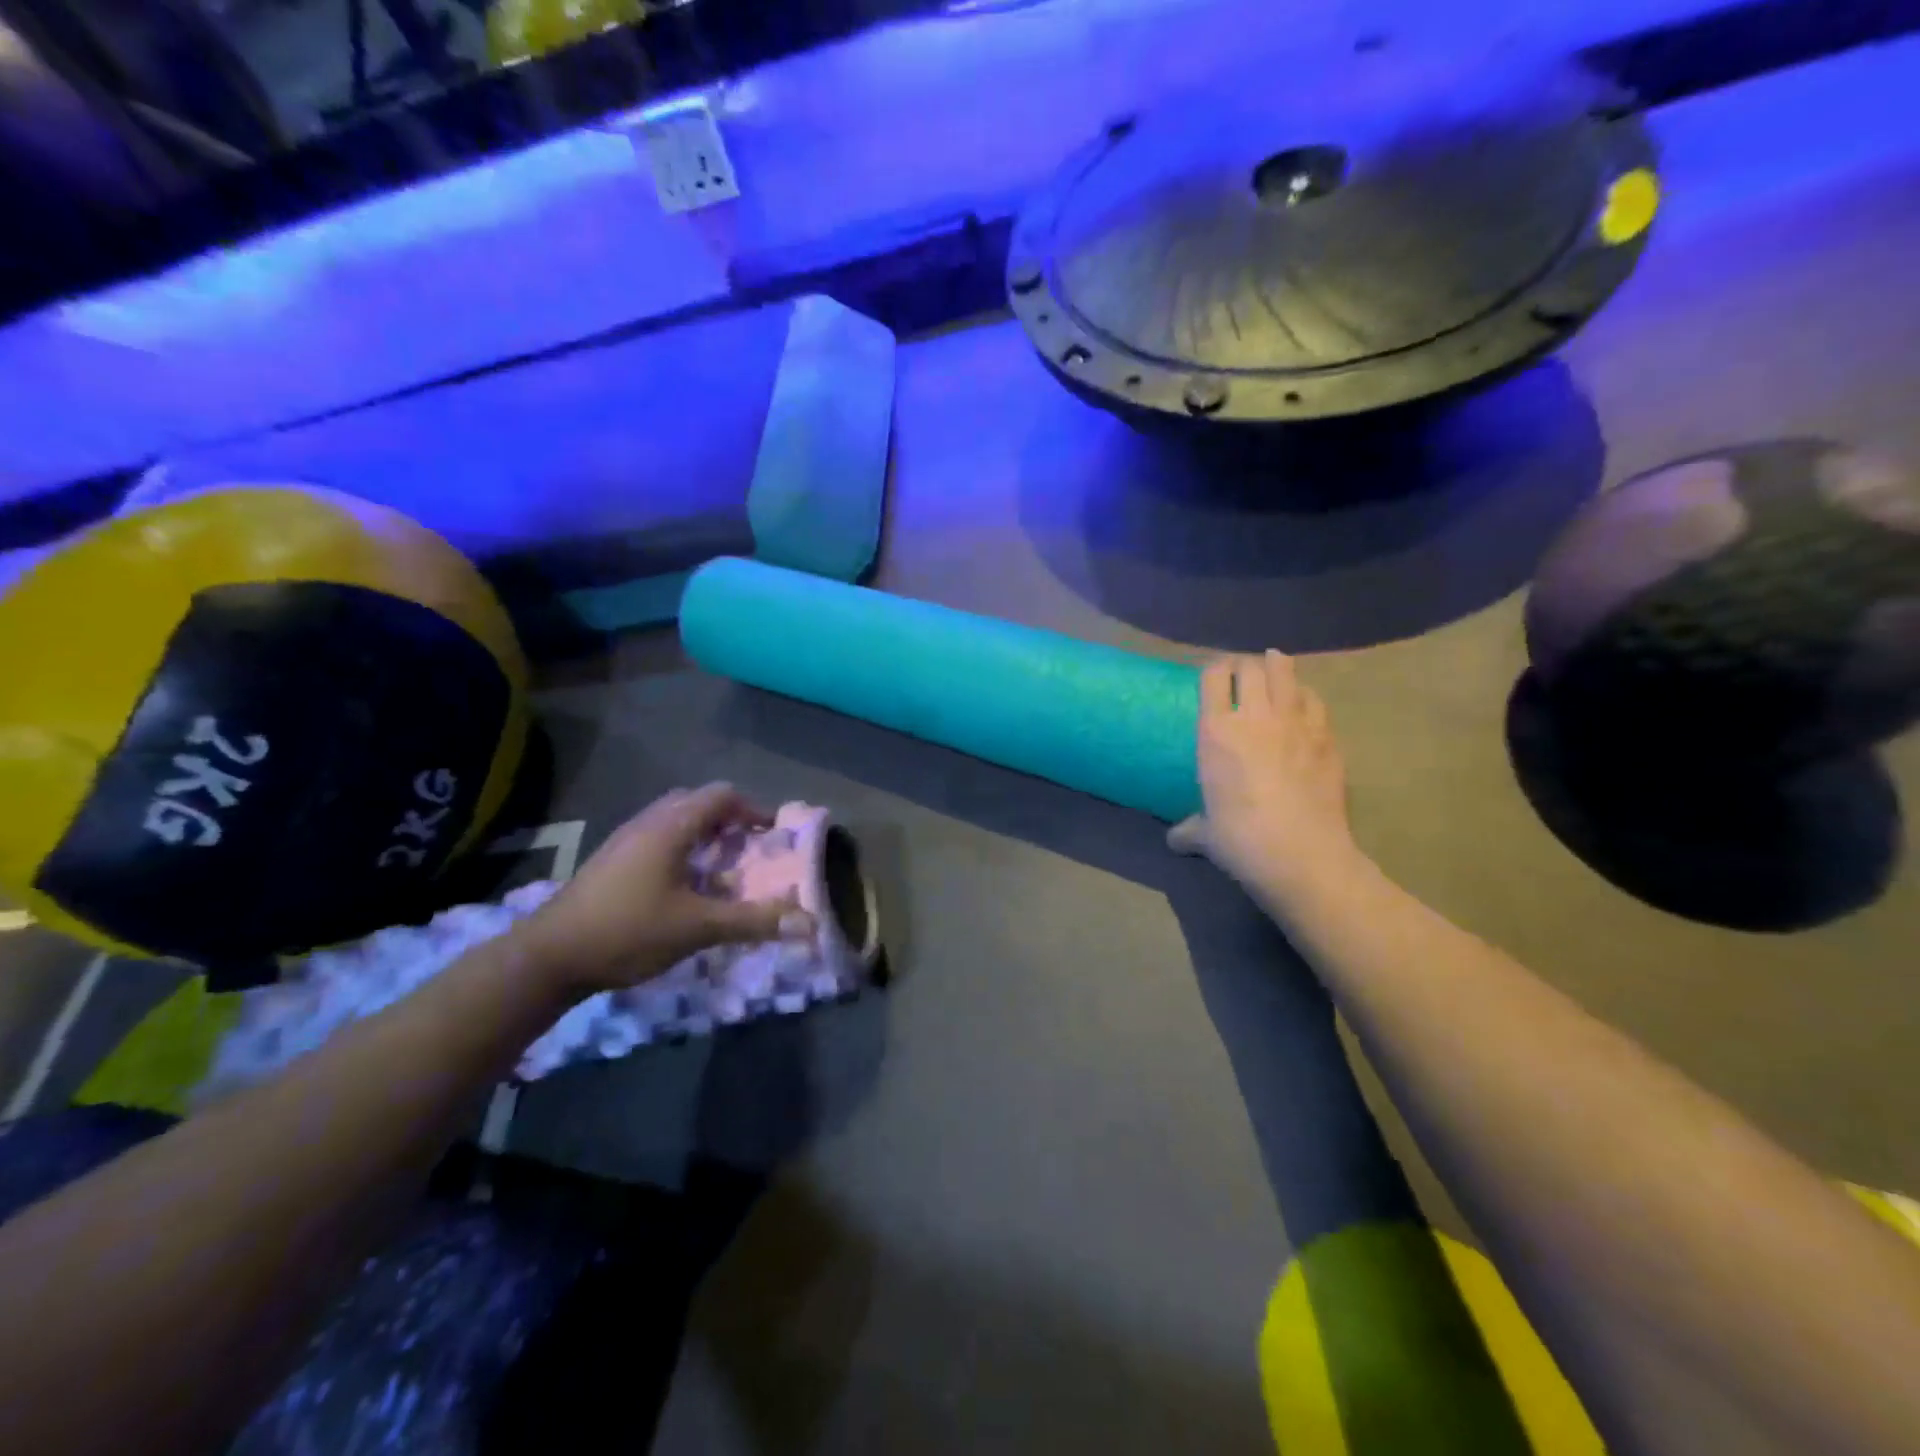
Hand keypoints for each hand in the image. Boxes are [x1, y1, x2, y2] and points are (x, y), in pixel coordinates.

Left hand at [520, 783, 814, 994]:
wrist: (548, 956)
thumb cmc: (628, 931)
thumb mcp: (697, 927)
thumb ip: (752, 921)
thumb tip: (806, 922)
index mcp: (671, 826)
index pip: (722, 796)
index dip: (754, 810)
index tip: (774, 835)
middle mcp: (648, 822)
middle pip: (698, 802)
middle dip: (730, 820)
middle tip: (749, 849)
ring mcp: (625, 840)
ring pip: (675, 820)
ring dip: (704, 835)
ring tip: (722, 868)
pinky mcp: (611, 860)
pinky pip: (658, 838)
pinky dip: (682, 849)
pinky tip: (683, 886)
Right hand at [1170, 652, 1358, 902]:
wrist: (1301, 854)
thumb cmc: (1241, 840)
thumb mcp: (1206, 835)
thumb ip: (1190, 829)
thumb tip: (1174, 840)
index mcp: (1216, 732)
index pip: (1214, 677)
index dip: (1214, 670)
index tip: (1214, 676)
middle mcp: (1255, 717)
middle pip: (1251, 667)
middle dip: (1245, 665)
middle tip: (1242, 674)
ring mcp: (1296, 723)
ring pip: (1287, 674)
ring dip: (1278, 667)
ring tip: (1274, 667)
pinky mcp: (1327, 737)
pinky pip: (1315, 701)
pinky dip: (1305, 695)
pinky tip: (1303, 703)